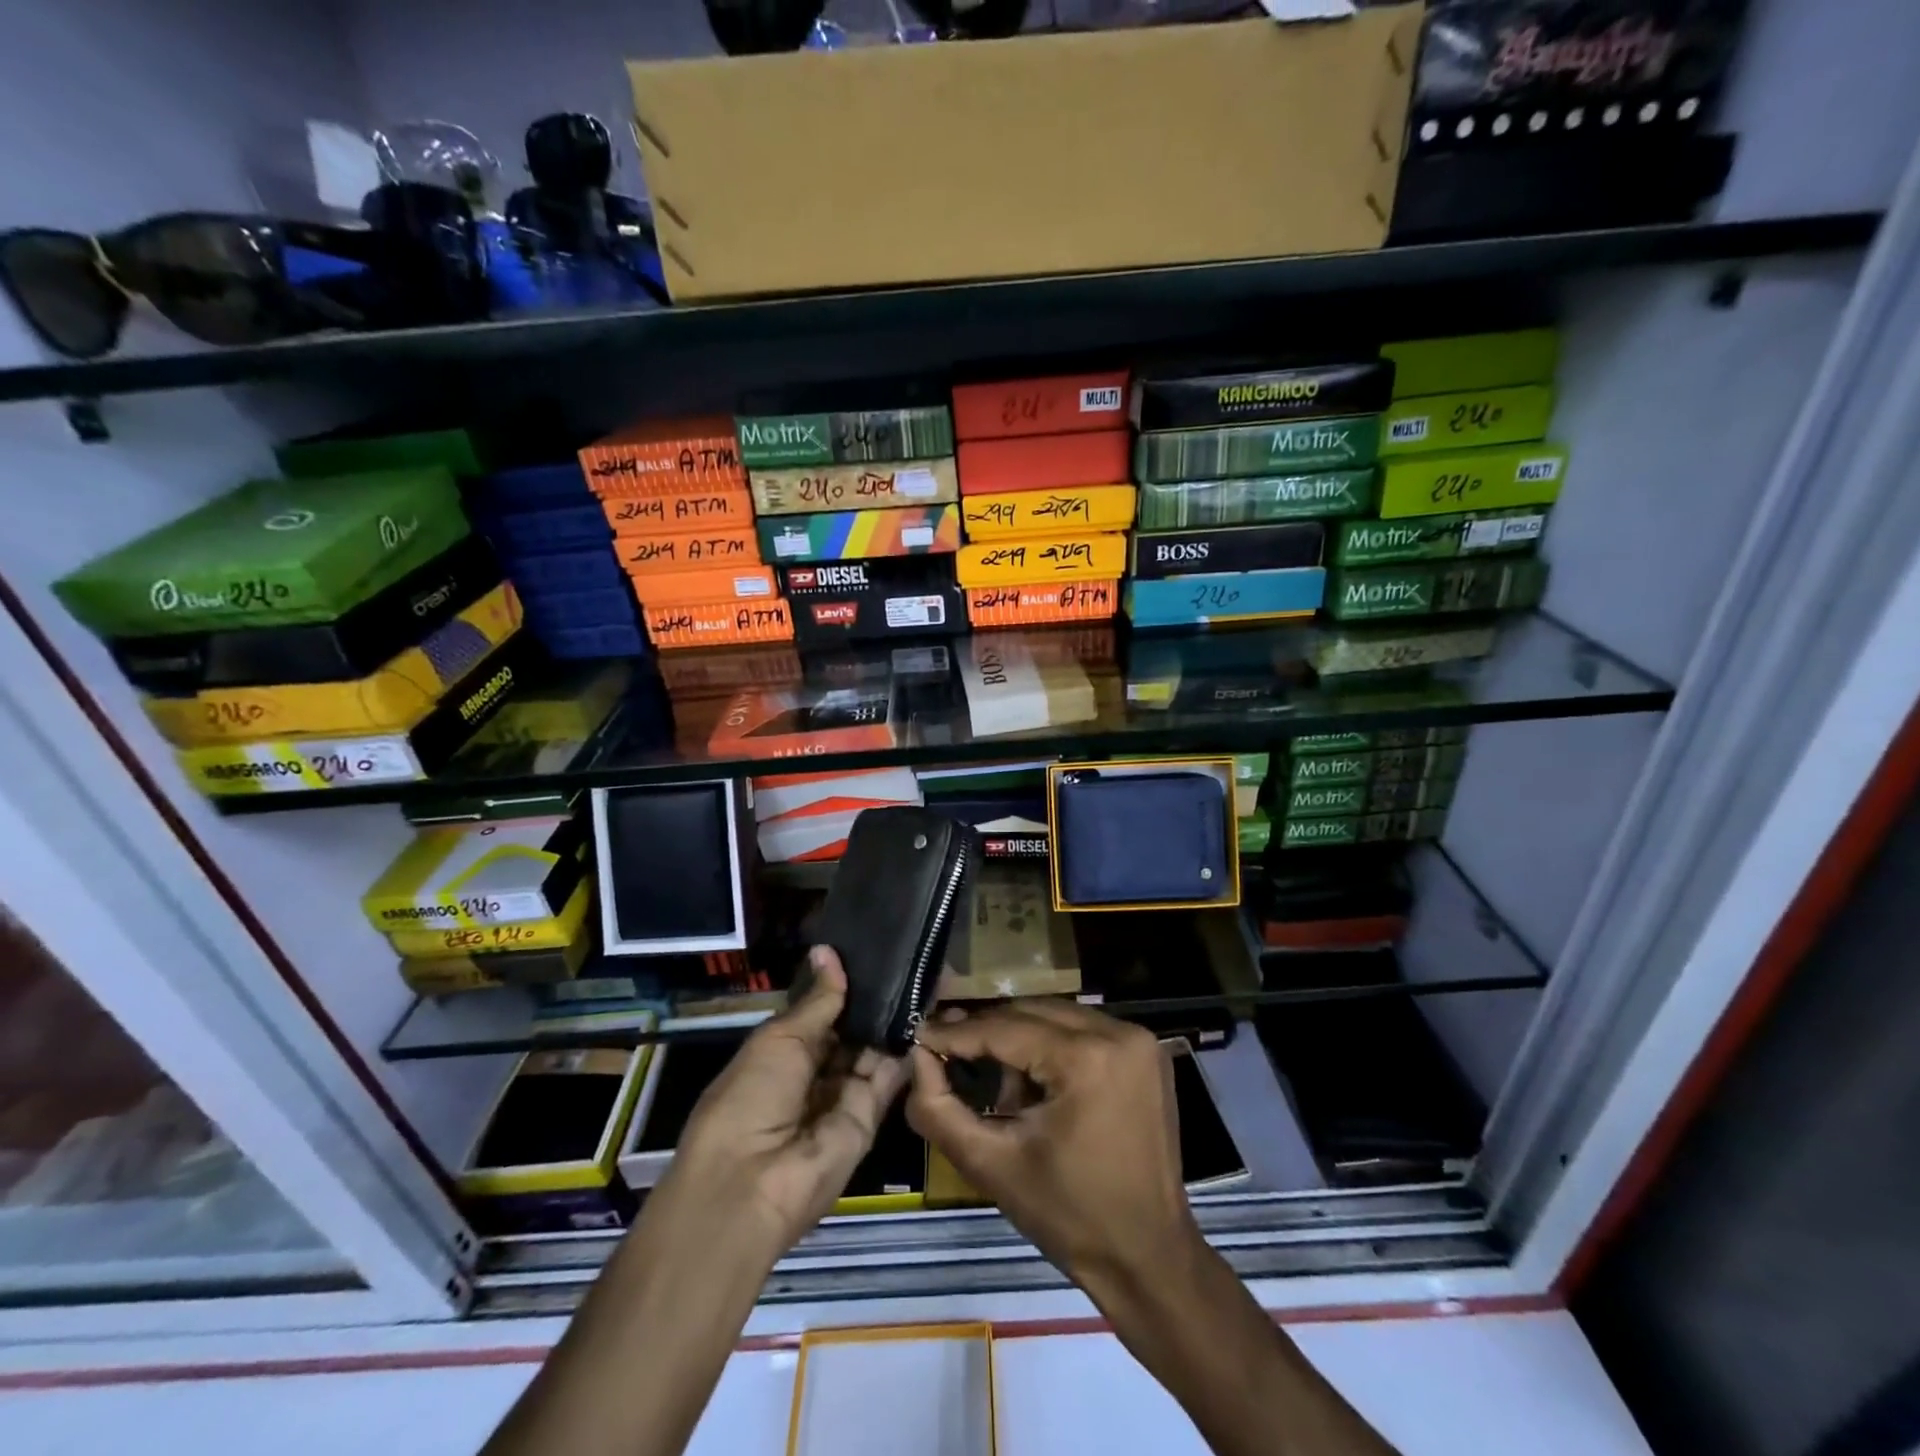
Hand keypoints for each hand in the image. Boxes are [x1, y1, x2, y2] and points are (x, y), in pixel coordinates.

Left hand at [653, 947, 908, 1257]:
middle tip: (906, 957)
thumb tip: (828, 950)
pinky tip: (925, 1012)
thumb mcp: (779, 1039)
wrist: (752, 1186)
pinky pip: (889, 1078)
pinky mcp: (869, 1118)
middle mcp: (813, 1073)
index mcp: (781, 1053)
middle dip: (871, 1001)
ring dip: (891, 1021)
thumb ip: (817, 1000)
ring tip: (921, 975)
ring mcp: (842, 1096)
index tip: (871, 949)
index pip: (819, 1013)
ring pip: (872, 1051)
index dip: (841, 985)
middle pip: (849, 1032)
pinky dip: (905, 1050)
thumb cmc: (749, 1099)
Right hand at [906, 999, 1198, 1295]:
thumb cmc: (1069, 1217)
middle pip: (1031, 1013)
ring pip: (1055, 1017)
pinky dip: (1051, 1045)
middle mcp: (1118, 1032)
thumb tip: (917, 1057)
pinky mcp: (1145, 1052)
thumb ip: (940, 1109)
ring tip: (992, 1079)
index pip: (1005, 1029)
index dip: (957, 1033)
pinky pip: (1082, 1030)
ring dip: (1018, 1038)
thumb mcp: (992, 1165)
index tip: (919, 1034)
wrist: (1148, 1257)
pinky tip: (1033, 1084)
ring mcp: (1138, 1039)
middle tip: (944, 1049)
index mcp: (1087, 1058)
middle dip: (986, 1032)